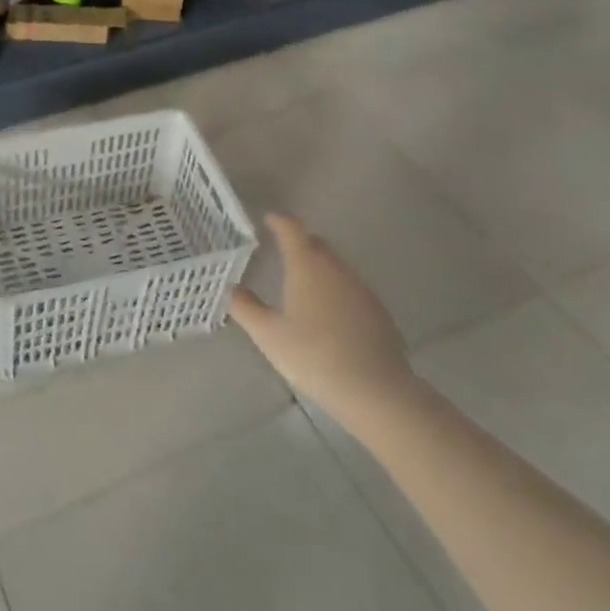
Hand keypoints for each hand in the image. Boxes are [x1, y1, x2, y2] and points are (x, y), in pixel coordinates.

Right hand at [229, 214, 416, 422]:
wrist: (375, 390)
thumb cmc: (313, 355)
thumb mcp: (268, 334)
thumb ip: (245, 307)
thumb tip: (231, 288)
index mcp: (307, 265)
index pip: (292, 229)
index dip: (278, 221)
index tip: (268, 220)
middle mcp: (336, 268)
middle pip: (316, 244)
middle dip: (299, 243)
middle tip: (280, 254)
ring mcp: (361, 289)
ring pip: (335, 267)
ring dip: (318, 268)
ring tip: (301, 286)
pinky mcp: (378, 311)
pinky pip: (351, 289)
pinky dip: (335, 291)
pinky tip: (328, 316)